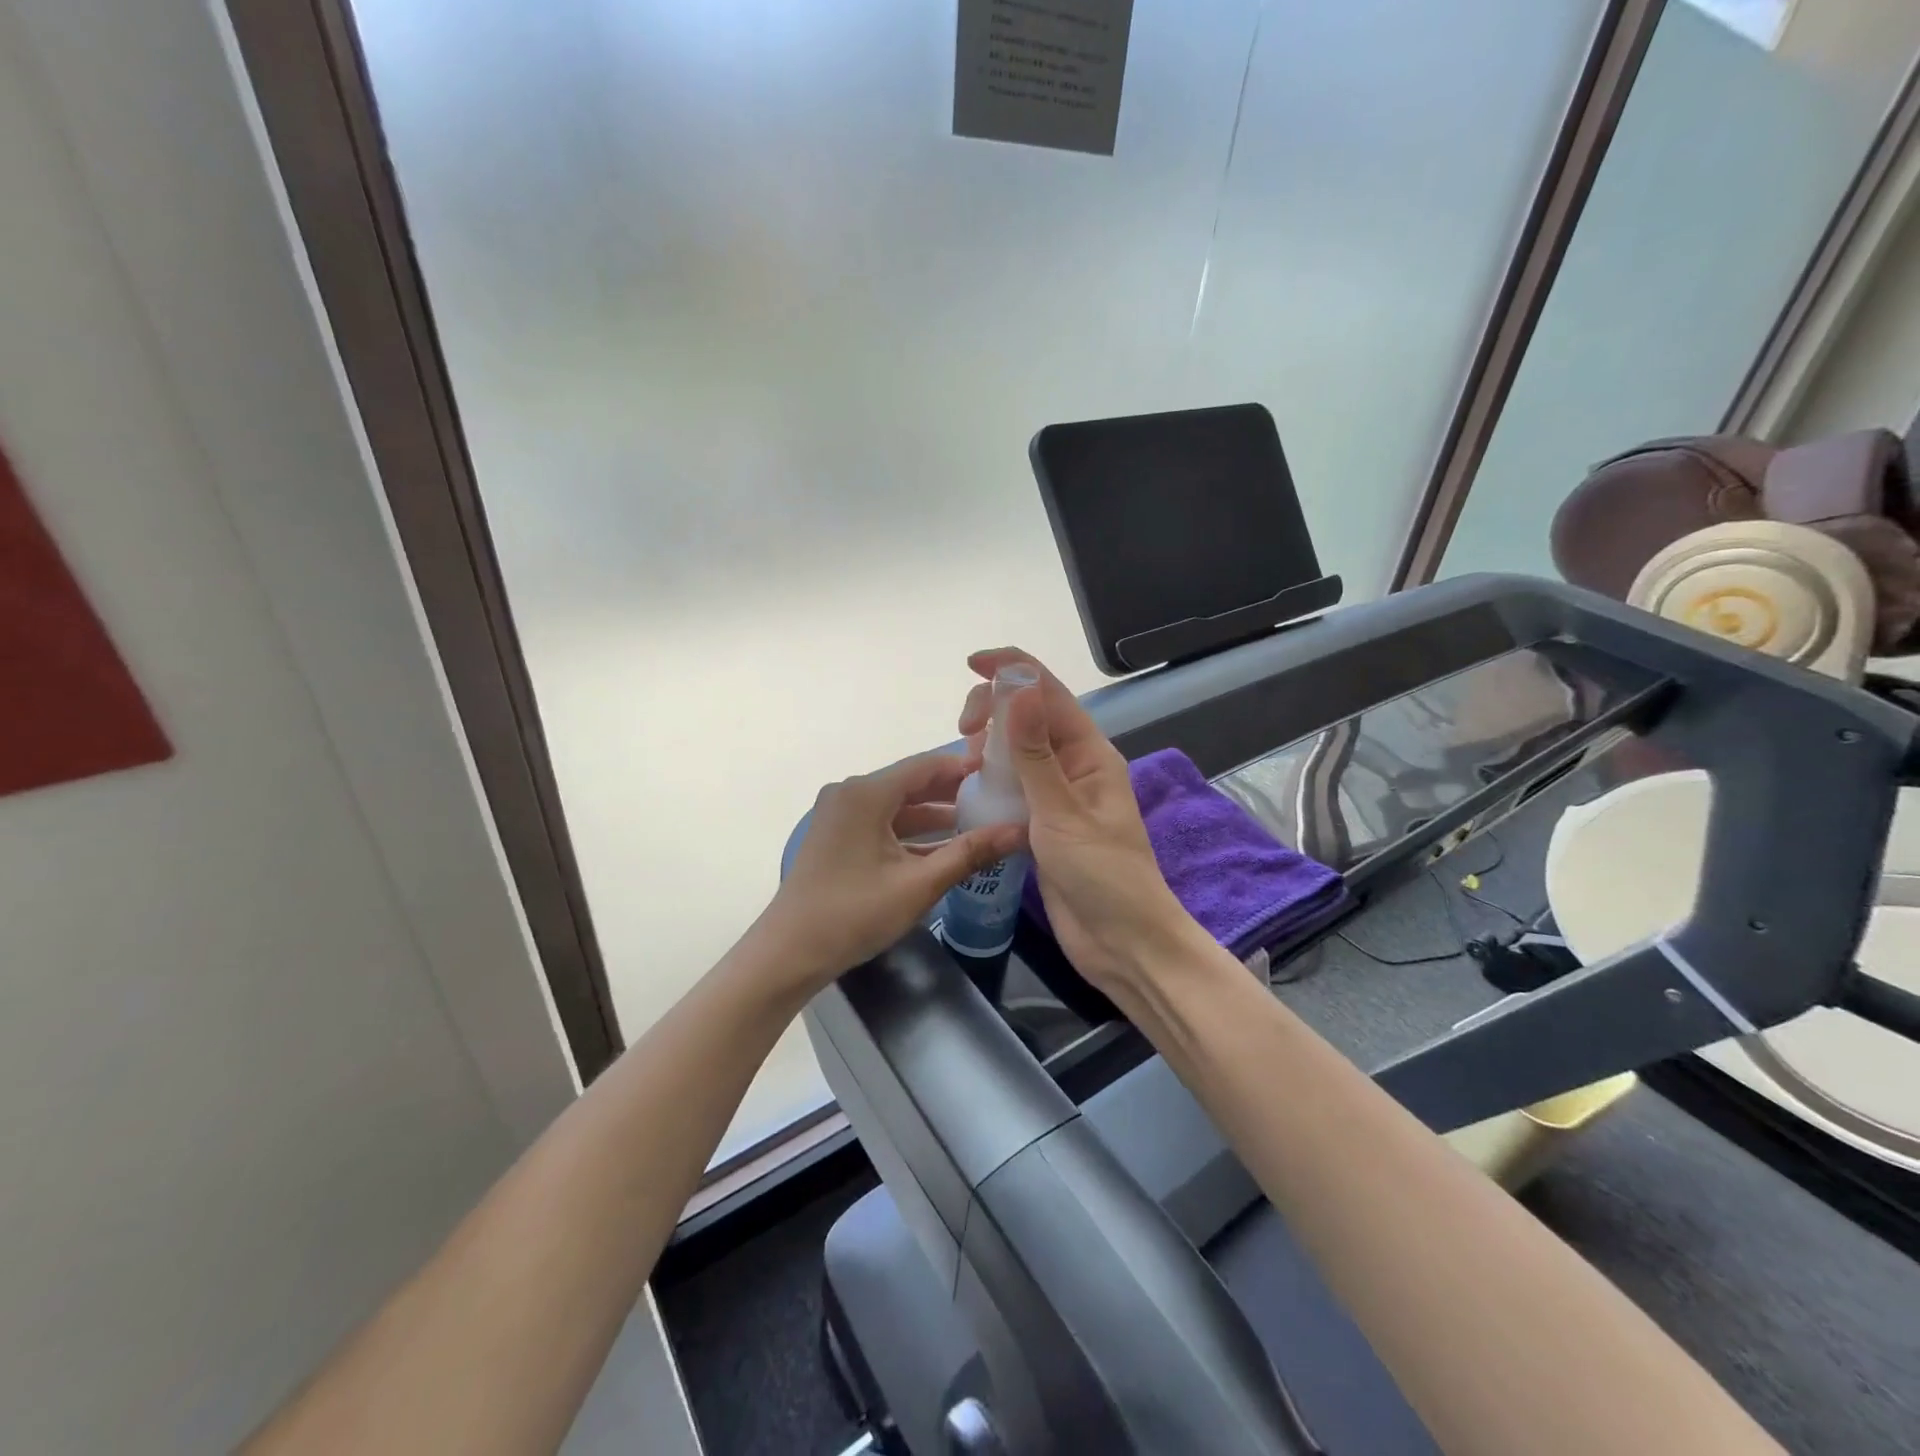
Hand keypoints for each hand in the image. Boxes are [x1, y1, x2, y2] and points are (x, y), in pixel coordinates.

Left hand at [755, 749, 1026, 997]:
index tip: (1003, 770)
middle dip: (953, 792)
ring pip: (897, 806)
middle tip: (998, 797)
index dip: (965, 766)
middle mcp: (850, 794)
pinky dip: (911, 833)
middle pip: (911, 783)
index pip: (925, 765)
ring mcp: (840, 815)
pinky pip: (882, 823)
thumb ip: (970, 853)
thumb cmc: (853, 914)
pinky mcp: (837, 836)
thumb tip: (1019, 831)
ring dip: (934, 815)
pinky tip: (944, 847)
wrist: (789, 953)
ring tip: (980, 821)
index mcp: (866, 793)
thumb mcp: (918, 885)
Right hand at [959, 649, 1202, 992]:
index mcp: (1089, 753)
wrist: (1122, 943)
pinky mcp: (1043, 825)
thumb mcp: (1063, 813)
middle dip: (995, 710)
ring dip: (990, 746)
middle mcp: (1074, 766)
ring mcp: (1058, 796)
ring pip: (1017, 752)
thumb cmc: (1103, 876)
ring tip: (964, 764)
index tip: (972, 664)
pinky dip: (991, 780)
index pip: (1050, 694)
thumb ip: (1036, 753)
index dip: (1013, 670)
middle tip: (963, 733)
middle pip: (1030, 717)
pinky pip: (1013, 787)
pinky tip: (970, 789)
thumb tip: (1019, 688)